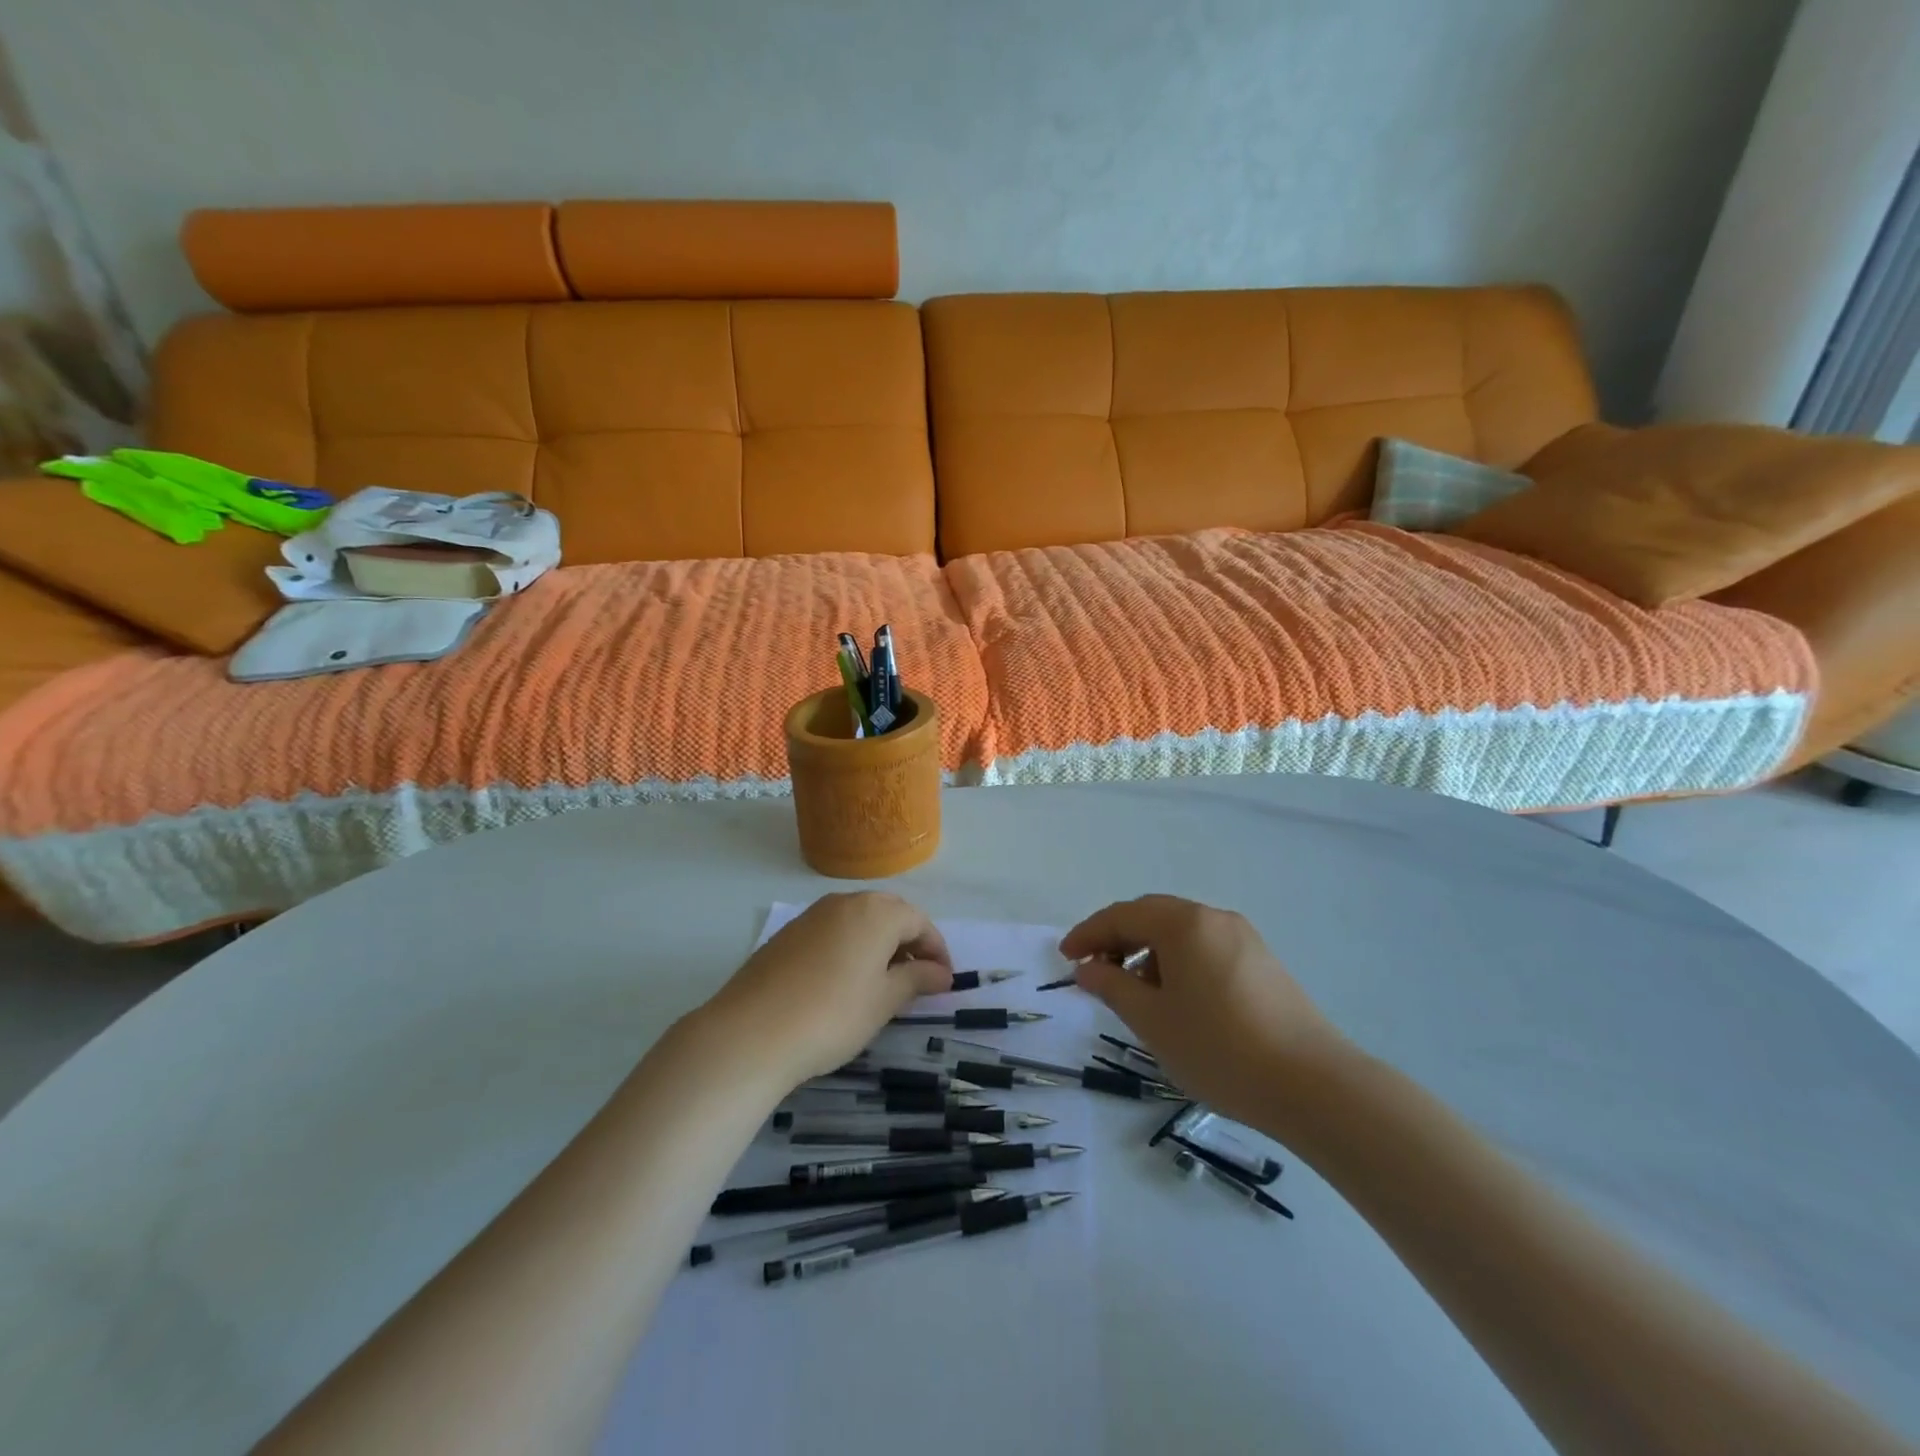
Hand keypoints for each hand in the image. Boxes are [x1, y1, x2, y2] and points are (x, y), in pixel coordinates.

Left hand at [696, 892, 952, 1090]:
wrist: (750, 1033)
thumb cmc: (832, 1015)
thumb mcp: (884, 1001)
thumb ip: (917, 980)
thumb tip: (941, 973)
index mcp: (875, 912)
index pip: (919, 922)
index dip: (936, 951)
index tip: (943, 983)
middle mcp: (844, 902)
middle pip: (888, 915)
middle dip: (908, 944)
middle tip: (917, 981)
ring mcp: (811, 916)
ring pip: (858, 922)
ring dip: (878, 946)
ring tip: (881, 986)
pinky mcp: (786, 935)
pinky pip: (831, 933)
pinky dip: (848, 950)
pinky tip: (842, 985)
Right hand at [1060, 895, 1343, 1127]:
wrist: (1313, 1086)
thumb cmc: (1219, 1050)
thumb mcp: (1152, 1021)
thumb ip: (1112, 987)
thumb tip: (1087, 969)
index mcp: (1183, 924)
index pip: (1122, 915)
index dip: (1088, 934)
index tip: (1065, 959)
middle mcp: (1213, 918)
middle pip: (1152, 916)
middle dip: (1118, 940)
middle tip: (1095, 972)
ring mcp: (1243, 938)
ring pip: (1180, 933)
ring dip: (1148, 953)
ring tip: (1135, 994)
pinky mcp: (1262, 962)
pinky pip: (1205, 948)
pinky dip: (1178, 963)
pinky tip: (1177, 1000)